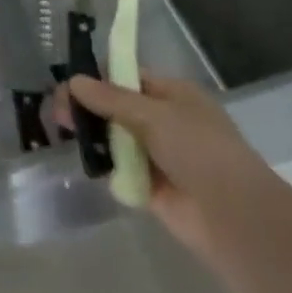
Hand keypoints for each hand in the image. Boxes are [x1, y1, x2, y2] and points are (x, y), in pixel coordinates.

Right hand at [53, 72, 267, 258]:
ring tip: (63, 134)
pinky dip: (105, 166)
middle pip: (117, 108)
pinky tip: (85, 161)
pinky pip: (120, 170)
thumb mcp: (152, 114)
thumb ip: (110, 98)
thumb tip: (73, 80)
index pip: (128, 77)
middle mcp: (165, 121)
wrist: (232, 215)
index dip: (98, 79)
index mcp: (173, 95)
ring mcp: (158, 155)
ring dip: (93, 136)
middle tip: (59, 114)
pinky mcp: (150, 186)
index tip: (68, 85)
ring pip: (116, 139)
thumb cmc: (198, 149)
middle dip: (88, 108)